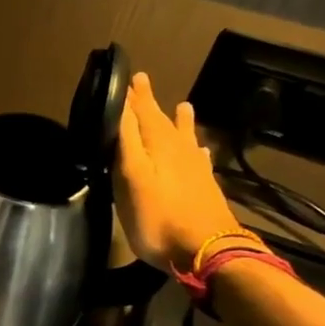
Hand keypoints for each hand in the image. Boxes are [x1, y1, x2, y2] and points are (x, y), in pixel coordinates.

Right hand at [114, 72, 241, 270]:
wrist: (206, 251)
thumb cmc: (158, 216)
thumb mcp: (131, 177)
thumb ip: (125, 141)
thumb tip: (118, 106)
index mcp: (158, 145)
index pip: (141, 112)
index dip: (133, 95)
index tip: (127, 74)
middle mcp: (178, 150)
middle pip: (162, 120)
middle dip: (150, 102)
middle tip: (142, 81)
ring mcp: (194, 169)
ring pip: (184, 137)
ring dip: (179, 121)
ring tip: (182, 105)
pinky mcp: (204, 187)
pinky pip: (199, 159)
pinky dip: (196, 150)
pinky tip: (200, 151)